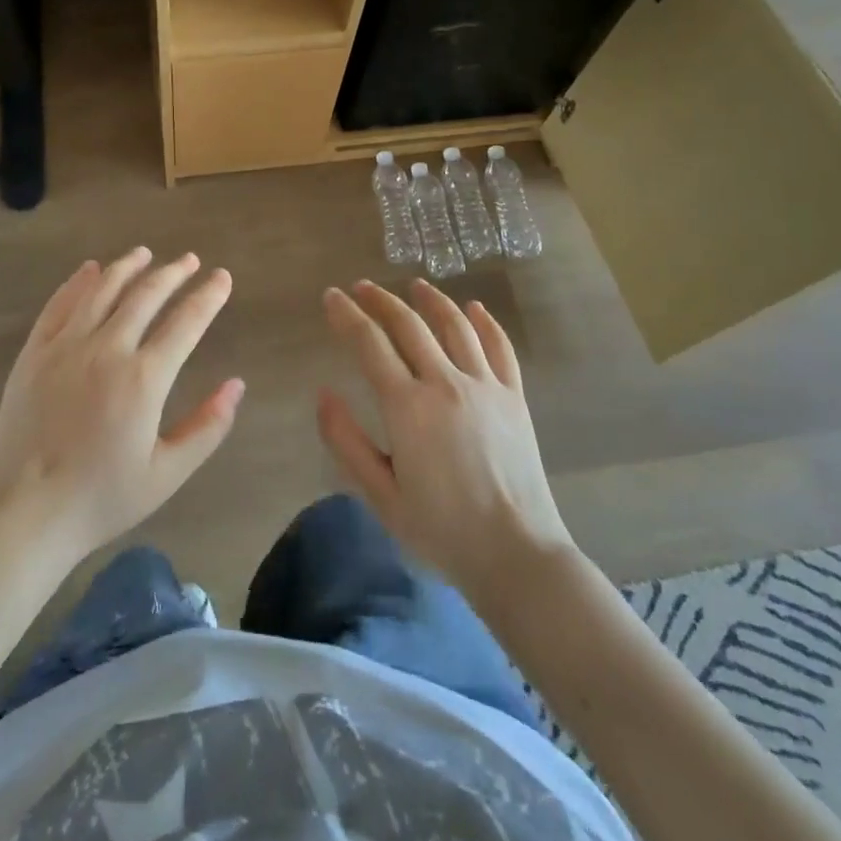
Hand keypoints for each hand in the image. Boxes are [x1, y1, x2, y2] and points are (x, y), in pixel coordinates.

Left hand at [0, 249, 244, 566]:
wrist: (21, 514)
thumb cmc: (100, 499)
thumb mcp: (166, 474)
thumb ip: (207, 427)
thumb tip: (237, 385)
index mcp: (143, 378)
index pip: (186, 322)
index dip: (208, 296)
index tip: (222, 278)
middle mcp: (107, 349)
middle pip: (146, 295)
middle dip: (173, 273)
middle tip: (190, 260)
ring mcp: (65, 347)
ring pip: (102, 290)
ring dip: (128, 267)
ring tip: (145, 253)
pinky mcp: (34, 353)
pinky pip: (59, 305)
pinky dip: (78, 282)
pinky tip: (90, 270)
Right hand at [319, 280, 572, 603]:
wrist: (517, 555)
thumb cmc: (442, 530)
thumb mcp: (381, 495)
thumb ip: (347, 442)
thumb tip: (323, 394)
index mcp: (407, 407)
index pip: (369, 344)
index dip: (347, 316)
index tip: (332, 296)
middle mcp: (445, 383)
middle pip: (409, 325)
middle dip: (381, 301)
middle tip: (362, 287)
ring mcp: (485, 386)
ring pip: (454, 326)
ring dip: (431, 300)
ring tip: (414, 286)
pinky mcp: (514, 397)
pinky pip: (499, 347)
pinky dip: (485, 323)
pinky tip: (474, 308)